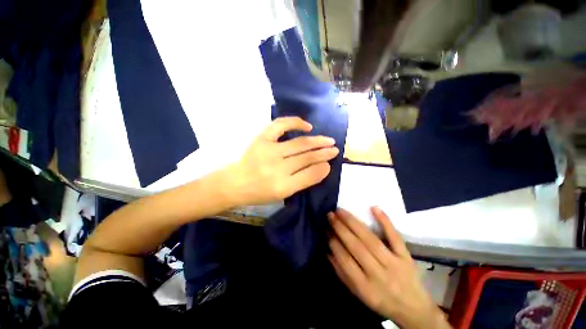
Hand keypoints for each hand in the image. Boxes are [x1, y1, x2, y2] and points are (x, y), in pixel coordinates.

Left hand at [226, 117, 338, 205]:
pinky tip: (307, 126)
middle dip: (324, 153)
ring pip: (299, 144)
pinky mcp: (261, 139)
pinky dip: (295, 122)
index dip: (323, 168)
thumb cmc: (259, 192)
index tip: (331, 163)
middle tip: (335, 149)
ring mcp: (269, 151)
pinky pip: (280, 125)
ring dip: (317, 141)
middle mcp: (277, 169)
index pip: (310, 175)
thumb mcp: (283, 194)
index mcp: (282, 187)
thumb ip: (303, 182)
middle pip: (306, 158)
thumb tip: (323, 168)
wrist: (235, 183)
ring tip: (328, 140)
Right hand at [328, 207, 450, 328]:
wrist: (414, 309)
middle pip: (357, 247)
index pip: (345, 261)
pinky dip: (385, 221)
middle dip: (340, 228)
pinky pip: (395, 237)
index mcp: (365, 288)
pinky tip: (374, 208)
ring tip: (341, 211)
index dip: (334, 243)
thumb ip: (342, 273)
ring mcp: (394, 263)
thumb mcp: (359, 295)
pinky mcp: (406, 256)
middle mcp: (379, 274)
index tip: (326, 229)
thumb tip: (328, 251)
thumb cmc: (381, 301)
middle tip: (330, 215)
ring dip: (354, 223)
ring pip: (371, 239)